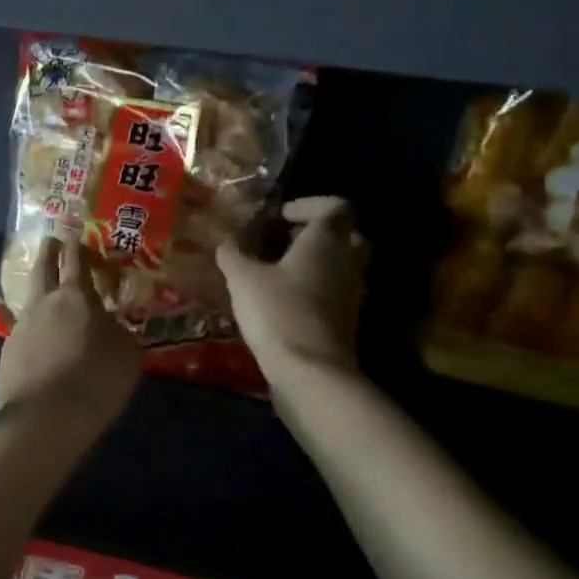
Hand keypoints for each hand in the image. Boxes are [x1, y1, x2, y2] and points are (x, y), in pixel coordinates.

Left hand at [0, 235, 139, 433]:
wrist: (46, 417)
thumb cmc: (96, 380)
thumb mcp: (127, 355)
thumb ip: (119, 332)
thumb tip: (110, 324)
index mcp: (77, 297)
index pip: (76, 260)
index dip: (76, 245)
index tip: (73, 232)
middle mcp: (44, 304)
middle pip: (43, 268)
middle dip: (48, 252)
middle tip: (50, 241)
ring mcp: (21, 327)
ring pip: (30, 300)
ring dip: (39, 293)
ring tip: (46, 296)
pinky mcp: (7, 353)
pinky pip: (23, 333)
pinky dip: (34, 333)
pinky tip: (40, 346)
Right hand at [217, 196, 368, 381]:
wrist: (310, 373)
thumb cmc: (278, 312)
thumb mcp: (243, 278)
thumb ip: (234, 253)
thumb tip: (227, 240)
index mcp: (327, 241)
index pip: (336, 206)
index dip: (310, 204)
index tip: (280, 216)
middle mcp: (347, 262)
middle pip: (348, 235)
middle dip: (319, 233)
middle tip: (286, 240)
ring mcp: (351, 294)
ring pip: (343, 265)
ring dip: (317, 262)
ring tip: (278, 271)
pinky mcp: (346, 322)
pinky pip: (335, 293)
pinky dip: (315, 289)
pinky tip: (283, 300)